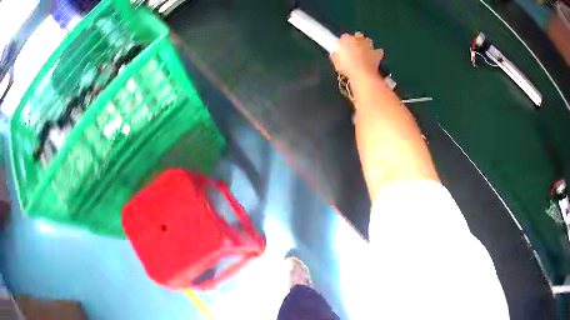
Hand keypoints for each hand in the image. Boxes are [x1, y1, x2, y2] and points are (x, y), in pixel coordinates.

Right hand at [330, 32, 383, 79]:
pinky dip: (377, 53)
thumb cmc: (347, 67)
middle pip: (358, 35)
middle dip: (356, 40)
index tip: (343, 48)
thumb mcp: (336, 62)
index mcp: (346, 39)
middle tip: (354, 48)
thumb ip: (335, 55)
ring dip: (366, 44)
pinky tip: (374, 57)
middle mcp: (358, 39)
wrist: (362, 74)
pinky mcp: (377, 53)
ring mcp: (369, 45)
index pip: (344, 37)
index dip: (344, 42)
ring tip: (364, 51)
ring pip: (368, 40)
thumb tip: (335, 53)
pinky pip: (378, 51)